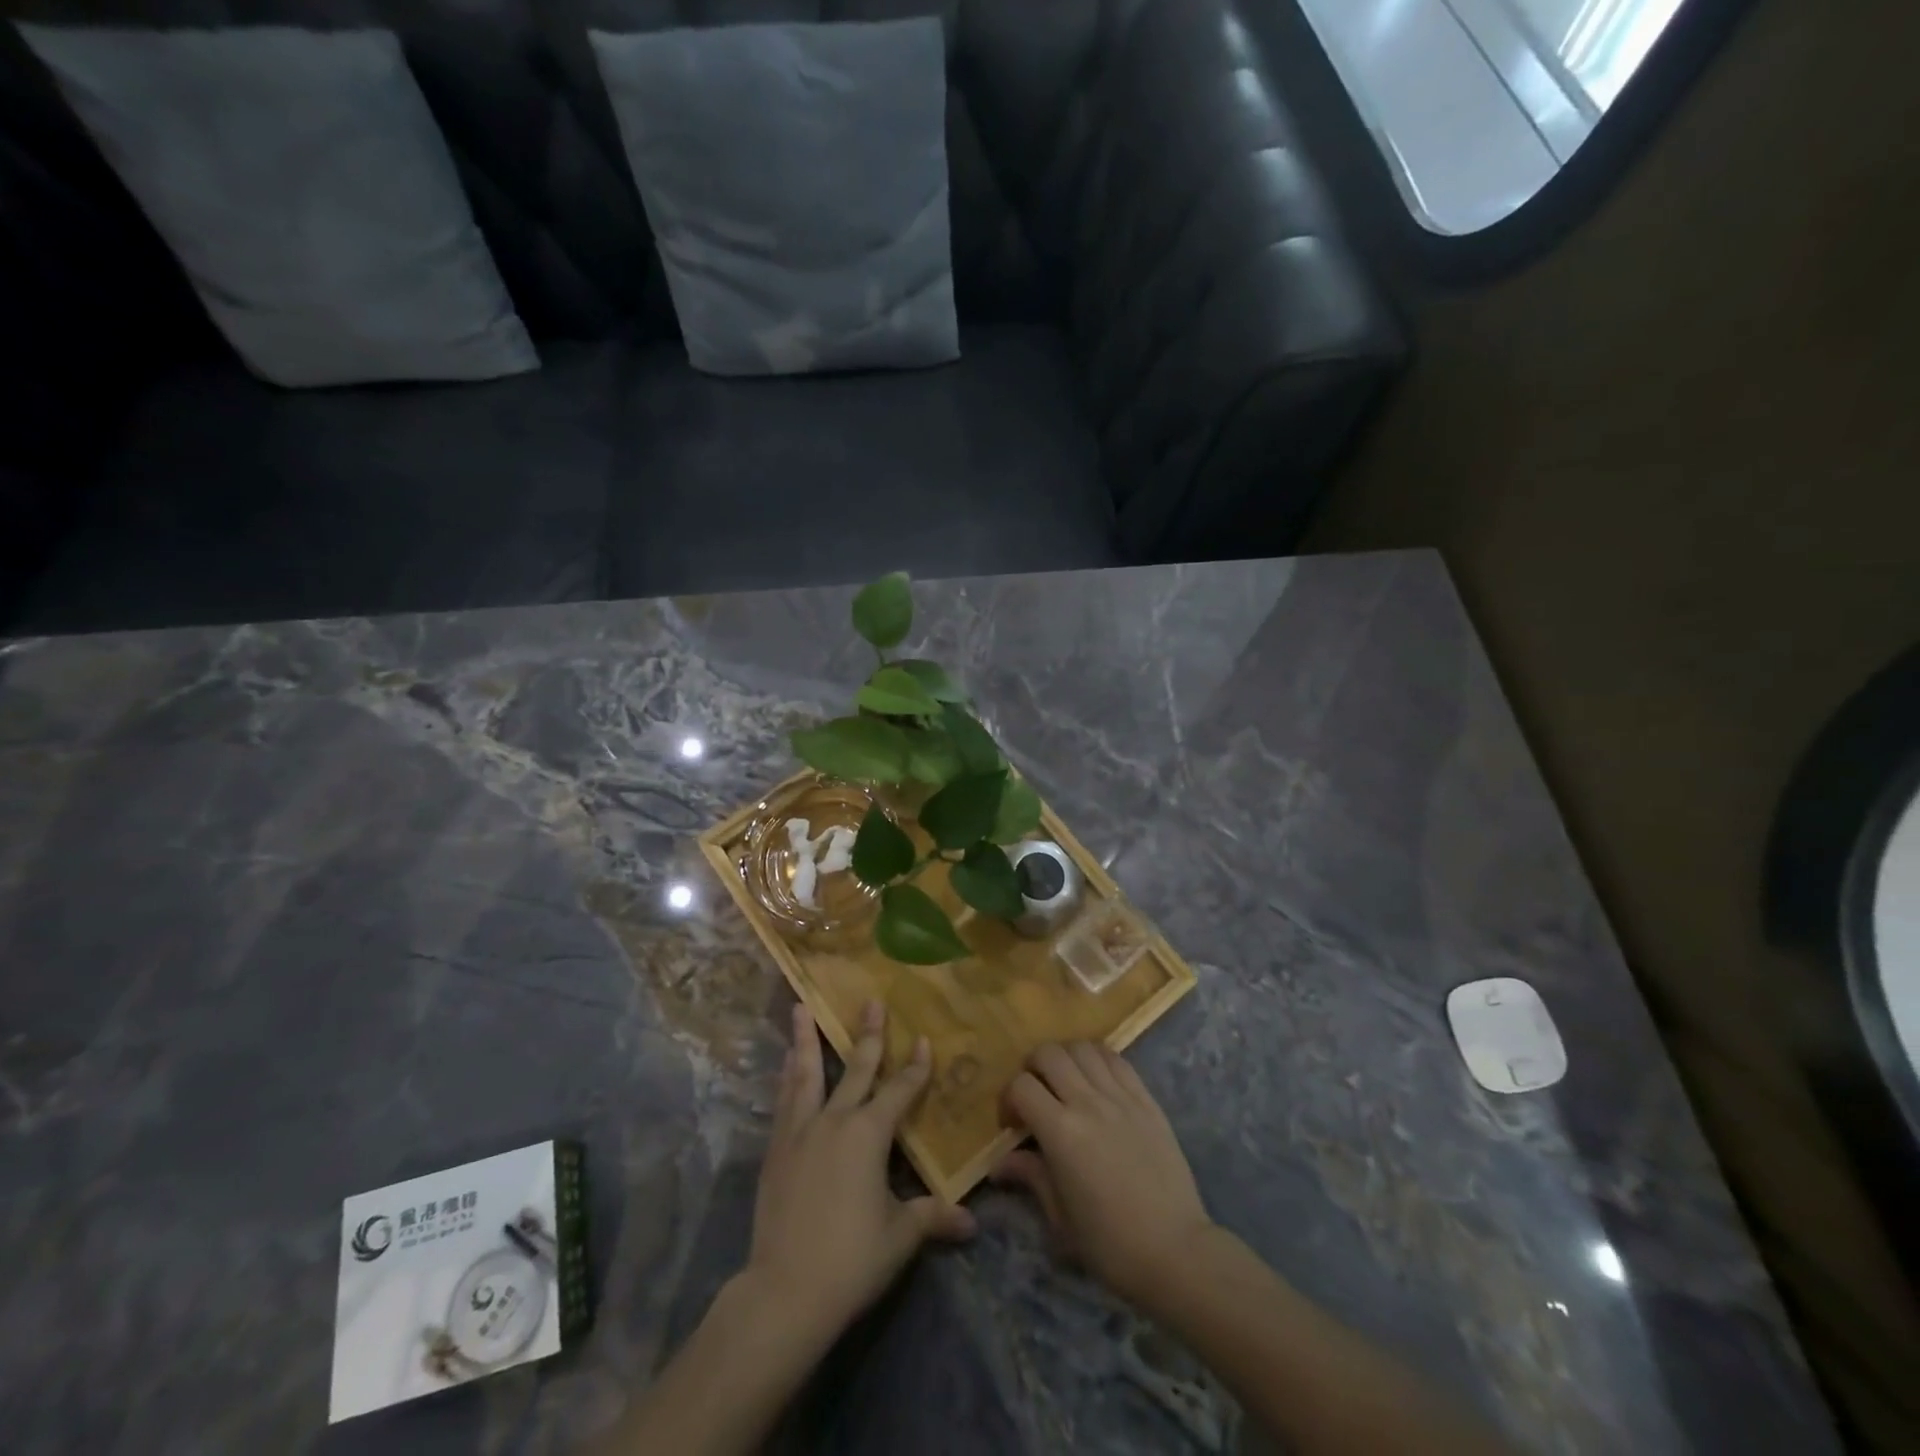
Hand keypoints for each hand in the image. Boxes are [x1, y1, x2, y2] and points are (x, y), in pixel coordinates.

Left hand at [745, 1000, 975, 1343]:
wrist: (785, 1291)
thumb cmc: (851, 1259)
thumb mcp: (900, 1236)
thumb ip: (932, 1217)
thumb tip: (971, 1222)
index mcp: (869, 1134)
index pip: (900, 1090)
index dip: (915, 1066)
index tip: (923, 1039)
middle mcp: (835, 1120)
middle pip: (856, 1068)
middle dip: (868, 1034)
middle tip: (871, 1001)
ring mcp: (801, 1132)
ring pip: (807, 1074)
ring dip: (806, 1039)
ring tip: (799, 1008)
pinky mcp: (776, 1149)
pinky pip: (785, 1100)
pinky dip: (787, 1076)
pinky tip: (786, 1063)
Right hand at [996, 1042, 1214, 1308]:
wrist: (1176, 1251)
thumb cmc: (1111, 1244)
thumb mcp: (1060, 1218)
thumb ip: (1031, 1176)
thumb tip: (1001, 1163)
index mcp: (1062, 1132)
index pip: (1021, 1086)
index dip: (1008, 1099)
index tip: (1012, 1124)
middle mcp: (1088, 1102)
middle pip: (1049, 1053)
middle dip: (1033, 1068)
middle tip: (1036, 1095)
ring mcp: (1121, 1097)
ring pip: (1083, 1048)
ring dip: (1066, 1058)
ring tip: (1066, 1084)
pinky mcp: (1147, 1099)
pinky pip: (1117, 1060)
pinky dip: (1098, 1060)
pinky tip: (1096, 1082)